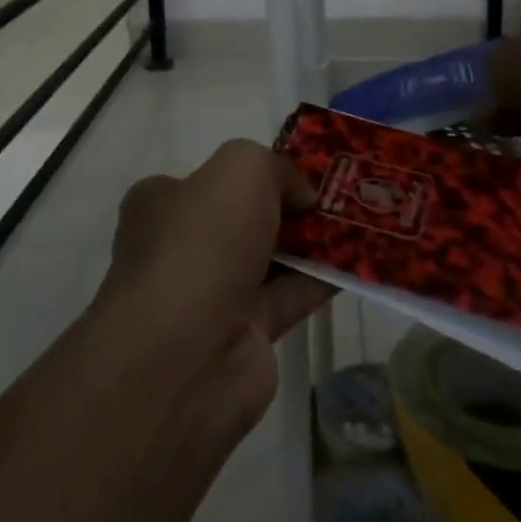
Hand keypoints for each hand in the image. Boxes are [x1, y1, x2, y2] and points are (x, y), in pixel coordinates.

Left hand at [98, 140, 334, 419]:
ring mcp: (210, 295)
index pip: (208, 179)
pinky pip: (290, 297)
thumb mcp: (241, 169)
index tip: (300, 171)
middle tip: (338, 195)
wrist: (188, 354)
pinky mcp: (244, 336)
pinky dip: (322, 281)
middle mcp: (180, 247)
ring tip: (360, 223)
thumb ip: (275, 167)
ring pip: (270, 259)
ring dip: (310, 244)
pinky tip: (360, 264)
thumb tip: (299, 195)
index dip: (254, 172)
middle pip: (243, 218)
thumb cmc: (203, 243)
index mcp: (160, 203)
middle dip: (288, 208)